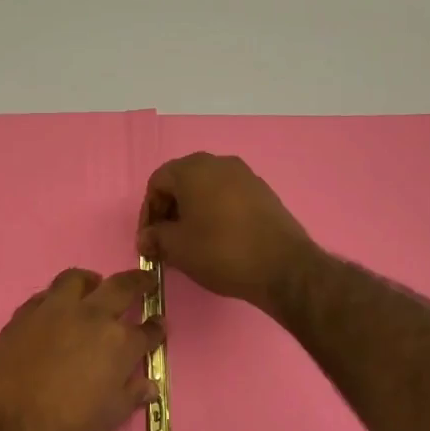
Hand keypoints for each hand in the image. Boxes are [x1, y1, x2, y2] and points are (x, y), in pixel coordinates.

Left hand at [0, 268, 161, 430]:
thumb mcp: (108, 419)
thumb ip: (131, 394)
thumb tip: (149, 383)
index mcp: (118, 344)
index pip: (147, 330)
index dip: (156, 329)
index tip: (158, 325)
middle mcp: (90, 317)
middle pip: (120, 287)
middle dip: (137, 283)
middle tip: (143, 282)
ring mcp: (52, 312)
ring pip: (76, 280)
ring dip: (91, 283)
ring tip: (93, 290)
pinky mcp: (21, 316)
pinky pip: (43, 296)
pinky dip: (55, 299)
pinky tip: (54, 313)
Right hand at [136, 153, 314, 308]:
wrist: (282, 267)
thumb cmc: (220, 251)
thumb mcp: (177, 248)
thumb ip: (155, 238)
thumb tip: (147, 238)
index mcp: (193, 169)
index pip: (157, 183)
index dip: (148, 212)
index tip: (148, 240)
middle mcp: (220, 163)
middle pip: (182, 182)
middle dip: (169, 211)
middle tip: (165, 241)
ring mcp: (245, 176)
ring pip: (206, 190)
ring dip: (192, 213)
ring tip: (189, 243)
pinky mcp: (264, 193)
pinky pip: (228, 198)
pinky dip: (215, 214)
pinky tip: (216, 240)